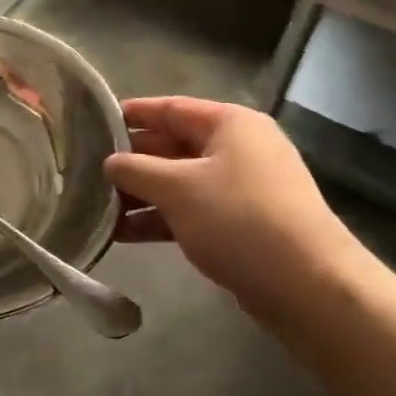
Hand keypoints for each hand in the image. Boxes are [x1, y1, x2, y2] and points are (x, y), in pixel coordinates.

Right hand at [105, 97, 372, 328]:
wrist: (309, 287)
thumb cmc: (239, 220)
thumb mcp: (178, 188)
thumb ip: (136, 170)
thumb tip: (109, 162)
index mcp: (229, 123)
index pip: (170, 108)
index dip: (130, 114)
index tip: (92, 122)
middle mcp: (237, 148)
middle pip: (172, 146)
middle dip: (131, 161)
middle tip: (86, 170)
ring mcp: (242, 188)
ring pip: (180, 182)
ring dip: (141, 195)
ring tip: (96, 207)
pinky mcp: (242, 224)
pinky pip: (192, 211)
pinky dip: (161, 219)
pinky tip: (123, 234)